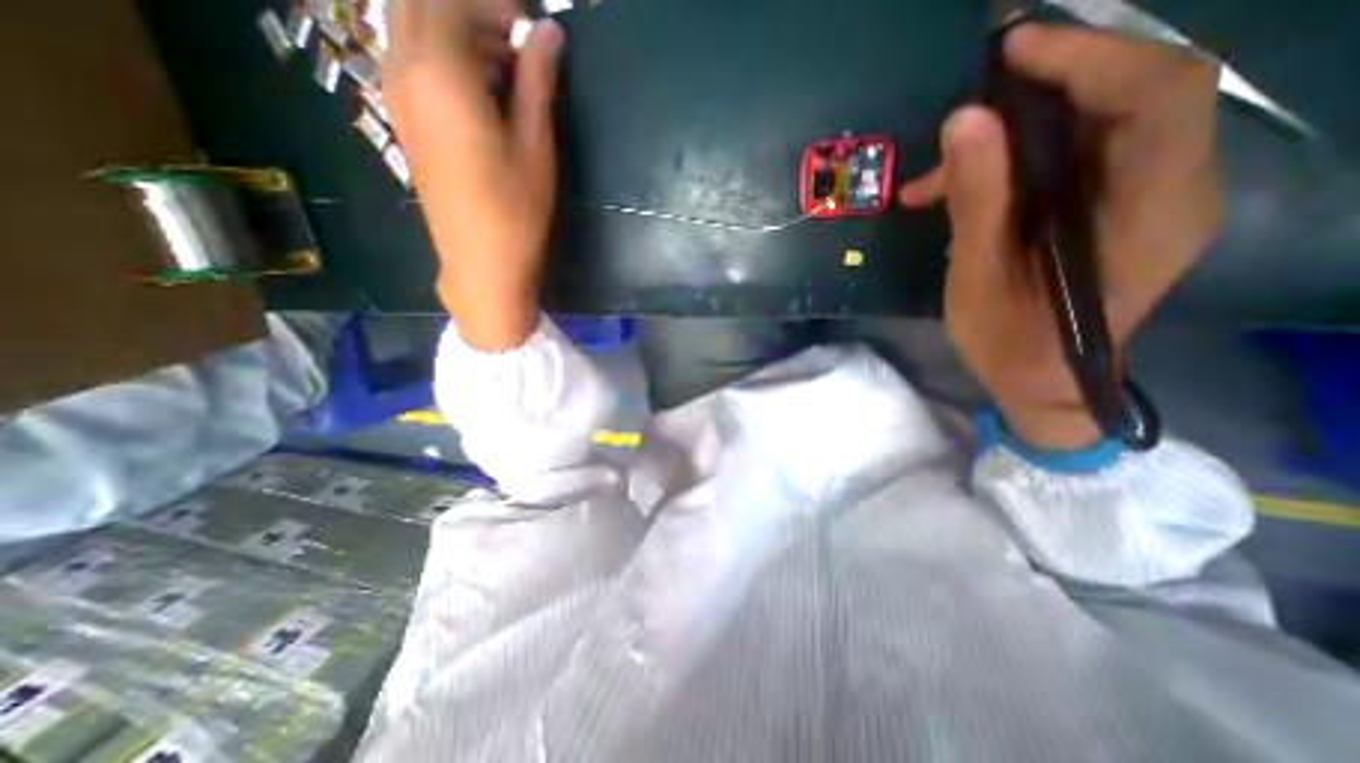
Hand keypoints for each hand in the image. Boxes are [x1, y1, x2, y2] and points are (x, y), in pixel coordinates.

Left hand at [384, 1, 565, 347]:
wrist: (481, 264)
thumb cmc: (515, 210)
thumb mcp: (535, 145)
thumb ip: (537, 81)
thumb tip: (549, 32)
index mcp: (438, 73)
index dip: (497, 5)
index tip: (534, 34)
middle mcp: (403, 70)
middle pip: (420, 2)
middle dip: (472, 11)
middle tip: (518, 46)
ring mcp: (396, 96)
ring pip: (412, 27)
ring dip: (458, 32)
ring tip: (506, 72)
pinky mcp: (402, 120)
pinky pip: (412, 59)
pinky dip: (445, 57)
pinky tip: (482, 94)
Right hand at [900, 25, 1222, 448]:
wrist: (1042, 383)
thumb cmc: (1011, 343)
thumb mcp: (981, 277)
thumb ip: (978, 200)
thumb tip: (964, 120)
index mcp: (1150, 212)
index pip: (1155, 94)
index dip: (1088, 57)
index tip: (1010, 51)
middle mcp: (1172, 189)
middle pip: (1133, 97)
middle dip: (1051, 83)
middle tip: (976, 90)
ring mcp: (1147, 198)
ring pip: (1097, 127)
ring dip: (1018, 131)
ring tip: (944, 163)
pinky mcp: (1116, 209)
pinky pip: (1077, 159)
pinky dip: (1018, 161)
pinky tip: (961, 185)